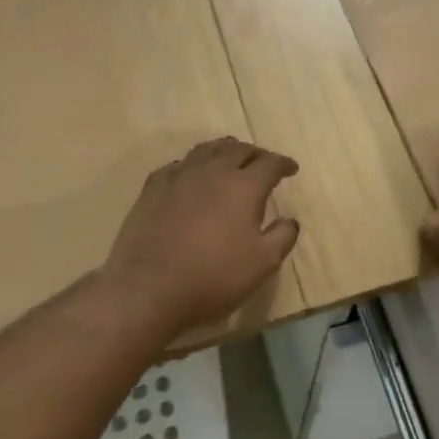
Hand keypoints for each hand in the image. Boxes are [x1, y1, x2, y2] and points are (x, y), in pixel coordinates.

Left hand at [104, 138, 300, 330]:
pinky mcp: (153, 187)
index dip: (283, 164)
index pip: (270, 163)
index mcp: (243, 186)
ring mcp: (180, 176)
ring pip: (207, 150)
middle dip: (255, 153)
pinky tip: (192, 175)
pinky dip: (194, 164)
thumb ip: (282, 237)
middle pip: (238, 149)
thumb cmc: (212, 277)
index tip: (291, 169)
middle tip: (263, 162)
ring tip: (230, 159)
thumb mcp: (262, 264)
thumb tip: (289, 220)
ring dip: (225, 151)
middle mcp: (213, 171)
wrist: (147, 288)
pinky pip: (179, 164)